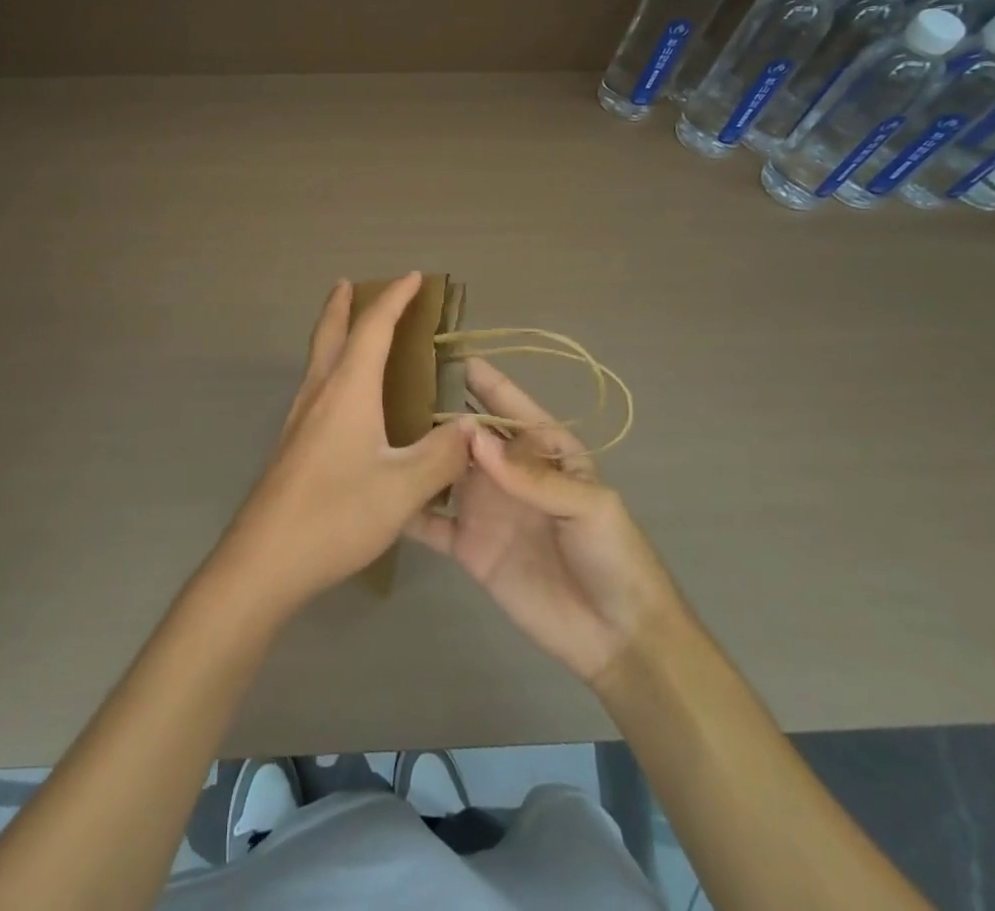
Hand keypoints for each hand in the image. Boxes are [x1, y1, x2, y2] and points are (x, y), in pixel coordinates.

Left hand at [218, 274, 473, 613]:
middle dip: (343, 304)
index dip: (394, 299)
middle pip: (330, 332)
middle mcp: (319, 392)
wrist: (265, 557)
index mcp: (347, 390)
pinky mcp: (292, 441)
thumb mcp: (402, 489)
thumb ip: (442, 456)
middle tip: (349, 283)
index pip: (373, 329)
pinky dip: (330, 364)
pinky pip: (315, 383)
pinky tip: (340, 394)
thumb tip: (473, 426)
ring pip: (318, 358)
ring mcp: (300, 417)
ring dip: (333, 332)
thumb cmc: (336, 515)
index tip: (414, 277)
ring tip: (347, 327)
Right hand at [406, 358, 679, 685]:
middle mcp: (507, 473)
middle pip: (468, 435)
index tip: (454, 356)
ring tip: (377, 429)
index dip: (487, 382)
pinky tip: (377, 490)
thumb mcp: (588, 506)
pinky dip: (407, 507)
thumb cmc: (614, 557)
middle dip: (439, 412)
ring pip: (442, 471)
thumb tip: (472, 436)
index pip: (511, 409)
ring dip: (417, 453)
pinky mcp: (466, 545)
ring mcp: (483, 508)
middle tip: (394, 386)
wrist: (617, 639)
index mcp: (544, 453)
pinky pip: (430, 522)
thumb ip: (531, 475)